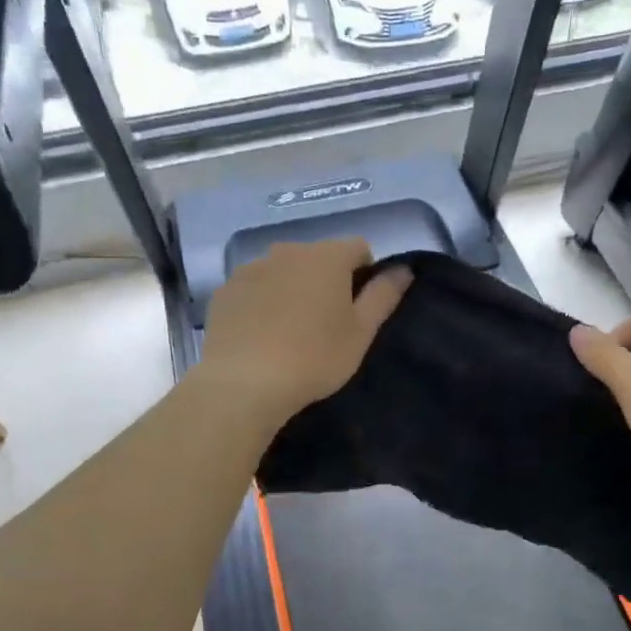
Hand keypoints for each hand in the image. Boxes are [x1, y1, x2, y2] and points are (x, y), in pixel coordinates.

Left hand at [200, 239, 410, 426]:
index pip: (358, 248)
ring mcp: (251, 268)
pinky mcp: (225, 290)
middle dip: (326, 281)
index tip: (359, 309)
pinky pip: (254, 288)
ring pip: (283, 271)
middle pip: (318, 258)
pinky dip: (262, 303)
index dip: (365, 274)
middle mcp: (288, 250)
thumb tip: (404, 269)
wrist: (245, 382)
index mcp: (327, 256)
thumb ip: (384, 296)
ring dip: (293, 290)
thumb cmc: (314, 358)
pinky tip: (262, 336)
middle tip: (326, 324)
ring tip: (291, 331)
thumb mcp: (360, 333)